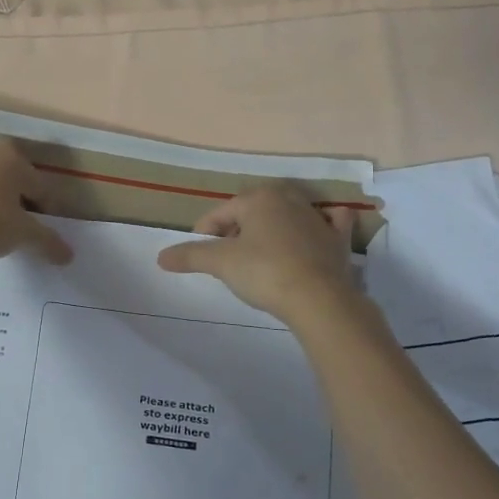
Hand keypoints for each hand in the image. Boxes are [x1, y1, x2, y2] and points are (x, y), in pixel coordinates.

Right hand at [156, 185, 356, 323]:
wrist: (320, 300)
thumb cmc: (265, 272)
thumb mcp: (221, 263)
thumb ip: (191, 256)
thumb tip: (161, 257)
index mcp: (259, 197)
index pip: (221, 212)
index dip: (205, 232)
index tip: (199, 254)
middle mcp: (289, 199)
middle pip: (252, 211)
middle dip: (237, 229)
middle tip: (226, 256)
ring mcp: (317, 217)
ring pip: (287, 215)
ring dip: (271, 228)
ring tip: (259, 254)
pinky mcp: (338, 239)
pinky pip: (329, 223)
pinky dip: (323, 224)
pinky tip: (320, 229)